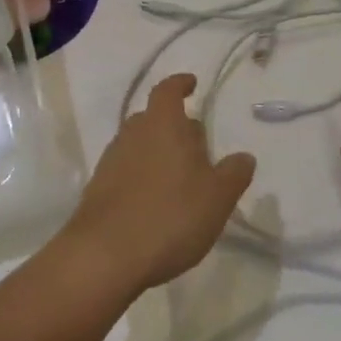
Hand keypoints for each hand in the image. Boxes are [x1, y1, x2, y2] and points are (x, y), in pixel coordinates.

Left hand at [58, 73, 256, 300]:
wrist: (104, 256)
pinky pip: (125, 171)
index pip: (168, 90)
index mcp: (163, 124)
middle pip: (153, 118)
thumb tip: (243, 156)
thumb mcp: (217, 197)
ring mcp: (111, 161)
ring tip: (180, 178)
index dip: (180, 84)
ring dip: (158, 153)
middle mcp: (133, 134)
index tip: (191, 84)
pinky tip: (155, 204)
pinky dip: (141, 178)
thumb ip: (234, 173)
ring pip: (138, 145)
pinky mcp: (97, 190)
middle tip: (197, 145)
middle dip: (174, 126)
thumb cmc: (169, 216)